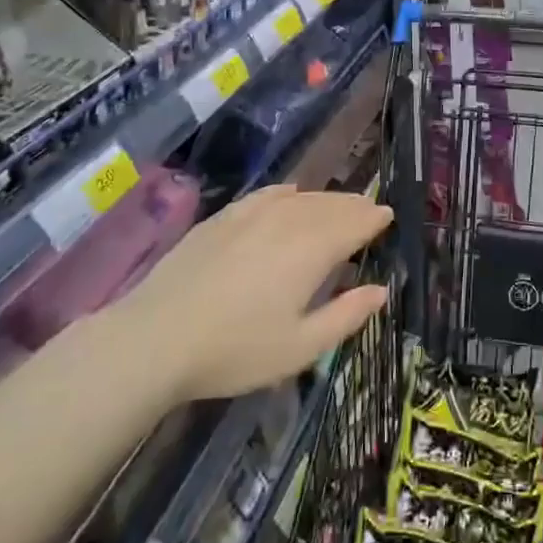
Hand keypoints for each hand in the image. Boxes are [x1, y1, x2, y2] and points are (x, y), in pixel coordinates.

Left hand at [117, 185, 391, 403]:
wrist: (154, 338)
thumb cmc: (235, 350)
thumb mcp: (300, 347)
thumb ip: (346, 316)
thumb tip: (380, 290)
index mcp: (312, 249)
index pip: (355, 223)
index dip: (374, 218)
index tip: (388, 216)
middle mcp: (288, 220)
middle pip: (331, 204)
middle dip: (354, 206)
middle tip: (370, 210)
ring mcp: (252, 214)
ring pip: (301, 197)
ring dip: (326, 199)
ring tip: (338, 205)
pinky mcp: (223, 218)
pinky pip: (267, 194)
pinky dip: (288, 193)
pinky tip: (290, 194)